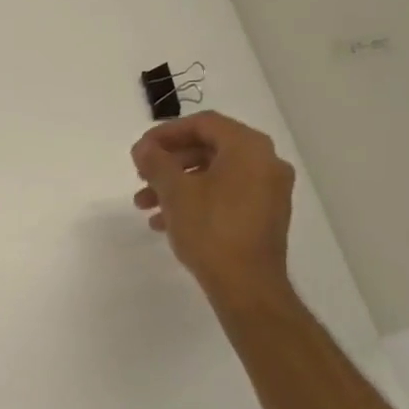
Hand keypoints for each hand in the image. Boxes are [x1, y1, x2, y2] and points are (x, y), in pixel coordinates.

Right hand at [132, 111, 296, 311]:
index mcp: (248, 148)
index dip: (166, 133)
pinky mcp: (265, 216)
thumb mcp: (175, 191)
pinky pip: (225, 195)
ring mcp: (269, 191)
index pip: (204, 123)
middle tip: (141, 177)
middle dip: (169, 163)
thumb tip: (143, 148)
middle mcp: (265, 162)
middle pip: (208, 149)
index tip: (139, 151)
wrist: (247, 285)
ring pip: (214, 175)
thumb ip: (156, 162)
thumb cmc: (211, 230)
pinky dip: (196, 200)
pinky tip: (167, 221)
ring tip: (146, 206)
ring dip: (177, 185)